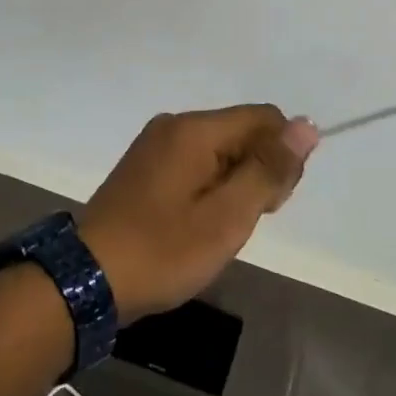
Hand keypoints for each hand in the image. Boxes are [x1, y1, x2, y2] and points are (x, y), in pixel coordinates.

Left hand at [79, 106, 319, 322]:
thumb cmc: (163, 250)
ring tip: (217, 230)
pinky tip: (198, 224)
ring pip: (220, 150)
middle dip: (257, 172)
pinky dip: (210, 188)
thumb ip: (268, 169)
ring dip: (234, 185)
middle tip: (240, 223)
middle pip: (241, 131)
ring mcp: (155, 145)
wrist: (88, 277)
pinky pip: (195, 163)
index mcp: (194, 129)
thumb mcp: (227, 217)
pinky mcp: (145, 167)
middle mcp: (173, 125)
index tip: (270, 203)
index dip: (281, 157)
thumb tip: (307, 126)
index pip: (264, 118)